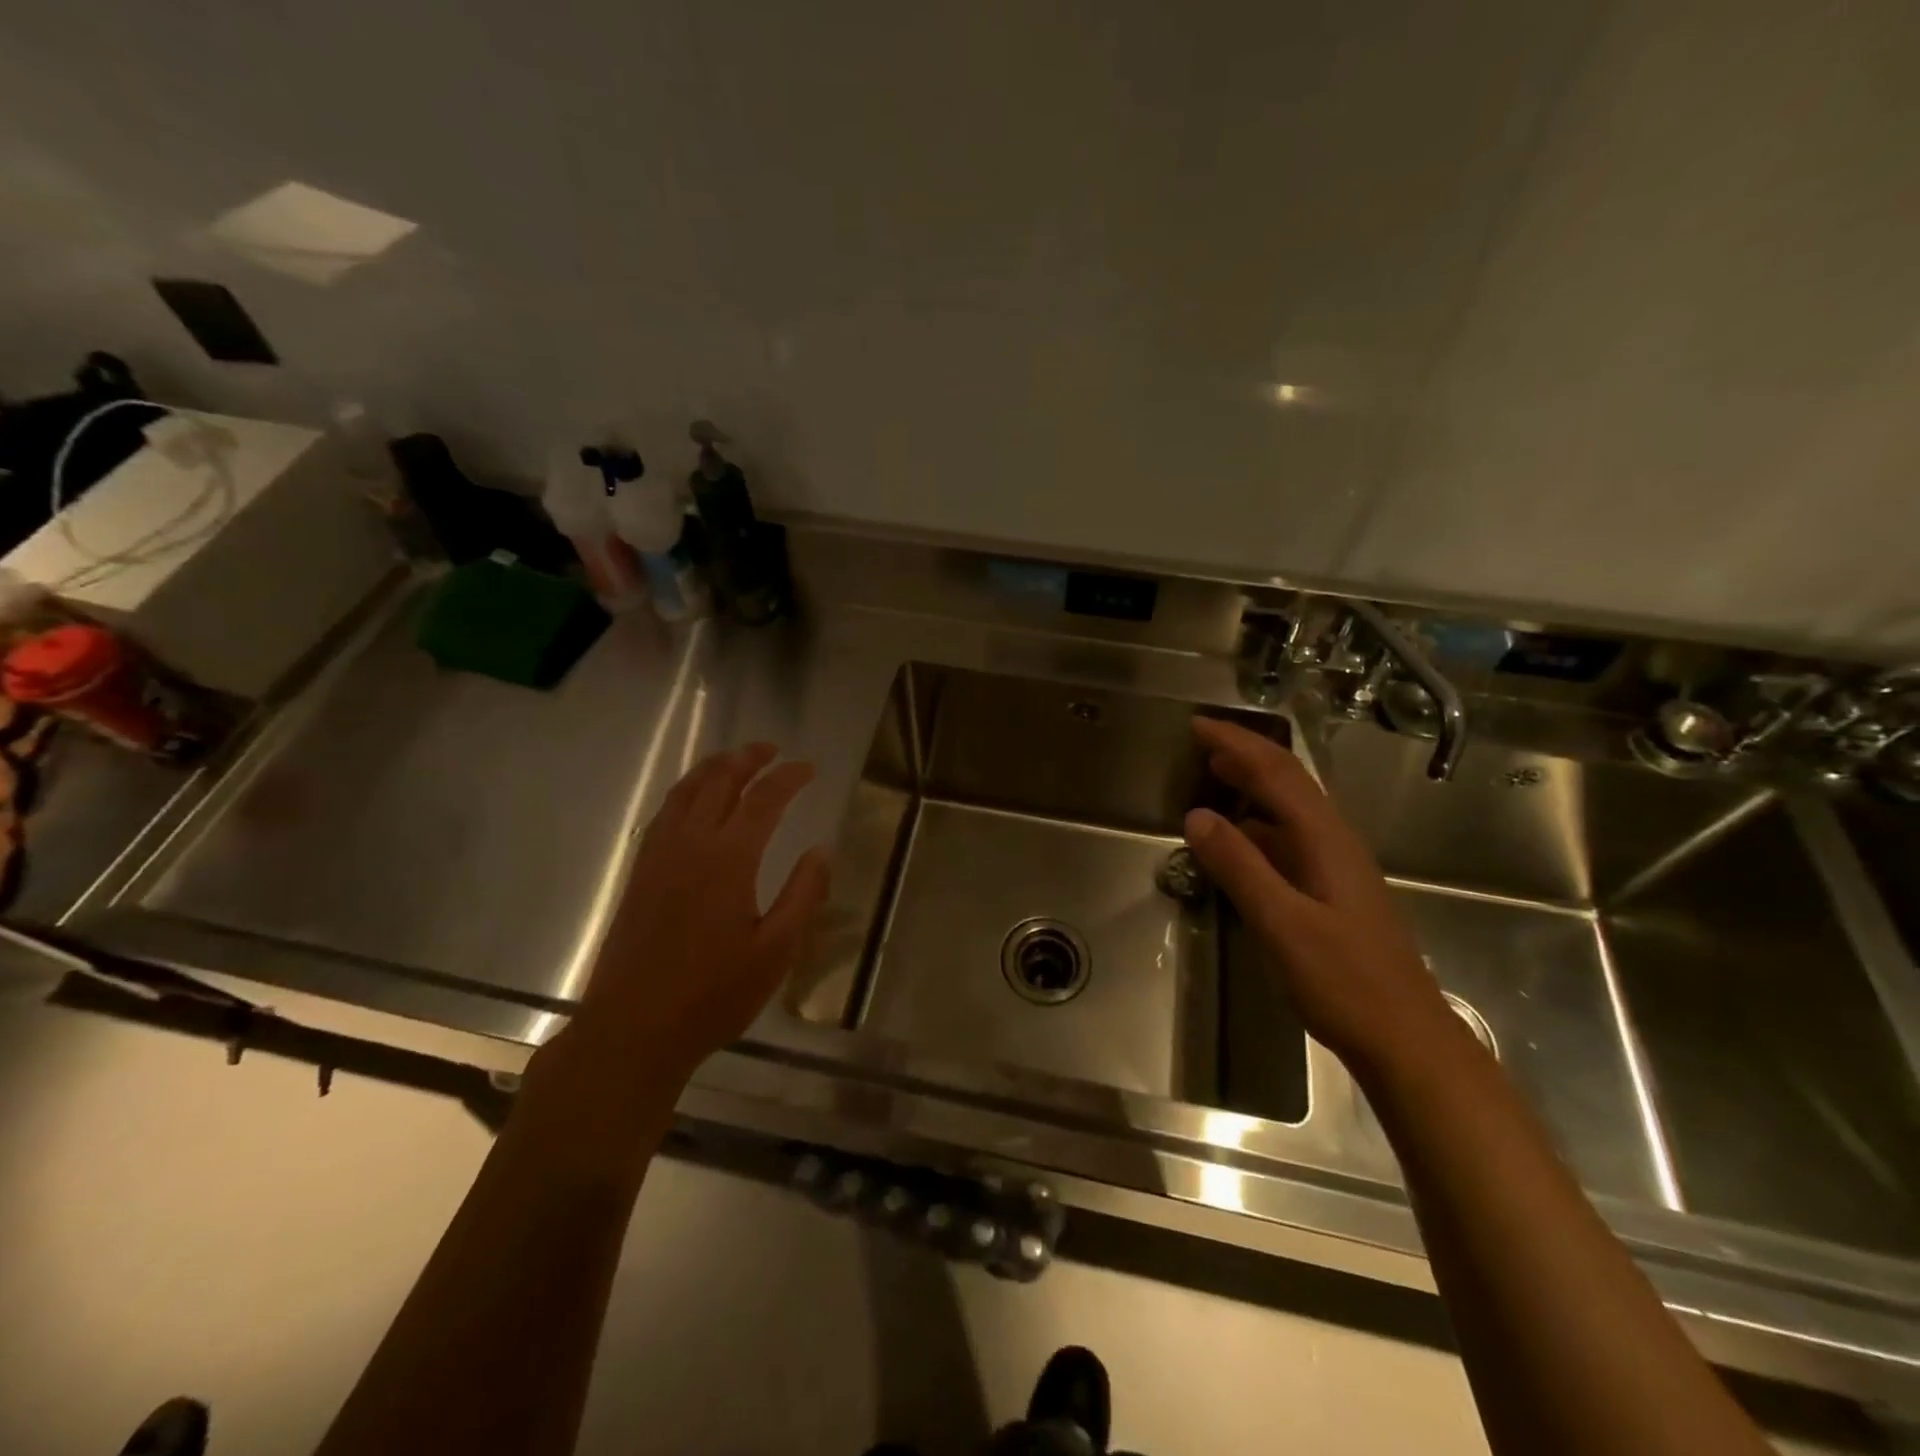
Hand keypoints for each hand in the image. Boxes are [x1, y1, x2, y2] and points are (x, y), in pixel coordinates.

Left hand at [571, 743, 830, 1087]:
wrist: (632, 1028)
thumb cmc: (713, 994)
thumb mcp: (776, 952)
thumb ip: (803, 896)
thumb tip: (821, 851)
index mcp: (728, 859)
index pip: (763, 799)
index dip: (788, 777)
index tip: (809, 768)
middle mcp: (690, 844)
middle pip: (719, 781)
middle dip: (748, 758)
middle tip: (772, 749)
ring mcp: (658, 856)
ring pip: (685, 791)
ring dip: (713, 767)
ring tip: (735, 759)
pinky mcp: (639, 873)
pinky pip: (664, 813)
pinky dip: (685, 791)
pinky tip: (694, 800)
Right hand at [1183, 718, 1461, 1076]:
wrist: (1406, 1039)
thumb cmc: (1344, 981)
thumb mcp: (1281, 923)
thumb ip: (1239, 867)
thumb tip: (1197, 815)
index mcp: (1325, 839)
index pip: (1277, 773)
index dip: (1237, 744)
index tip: (1197, 725)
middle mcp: (1335, 842)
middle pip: (1289, 782)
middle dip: (1247, 755)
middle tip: (1202, 743)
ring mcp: (1337, 867)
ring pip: (1291, 809)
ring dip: (1254, 786)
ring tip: (1214, 778)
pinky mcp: (1333, 892)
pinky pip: (1290, 839)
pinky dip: (1259, 825)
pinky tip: (1239, 841)